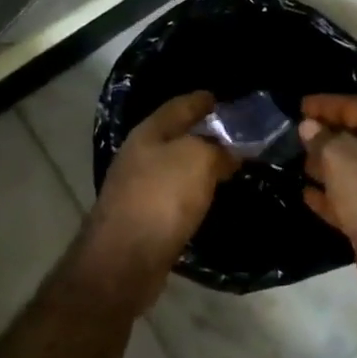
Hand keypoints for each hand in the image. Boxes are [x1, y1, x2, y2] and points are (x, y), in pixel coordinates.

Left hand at [78, 92, 236, 310]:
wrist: (125, 259)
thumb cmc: (161, 197)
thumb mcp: (198, 160)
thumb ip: (217, 149)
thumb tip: (228, 153)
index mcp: (148, 133)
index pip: (179, 106)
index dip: (200, 100)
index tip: (219, 98)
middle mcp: (139, 155)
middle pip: (174, 136)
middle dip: (200, 132)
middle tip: (231, 134)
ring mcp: (136, 188)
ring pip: (173, 166)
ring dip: (196, 164)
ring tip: (224, 165)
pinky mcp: (142, 218)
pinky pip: (173, 195)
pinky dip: (191, 191)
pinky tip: (205, 197)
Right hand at [300, 94, 356, 305]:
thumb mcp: (339, 156)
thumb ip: (321, 137)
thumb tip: (309, 127)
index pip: (355, 106)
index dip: (325, 104)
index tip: (299, 105)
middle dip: (326, 135)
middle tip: (297, 134)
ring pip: (354, 169)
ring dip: (326, 165)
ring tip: (298, 162)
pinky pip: (353, 197)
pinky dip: (332, 194)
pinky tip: (307, 194)